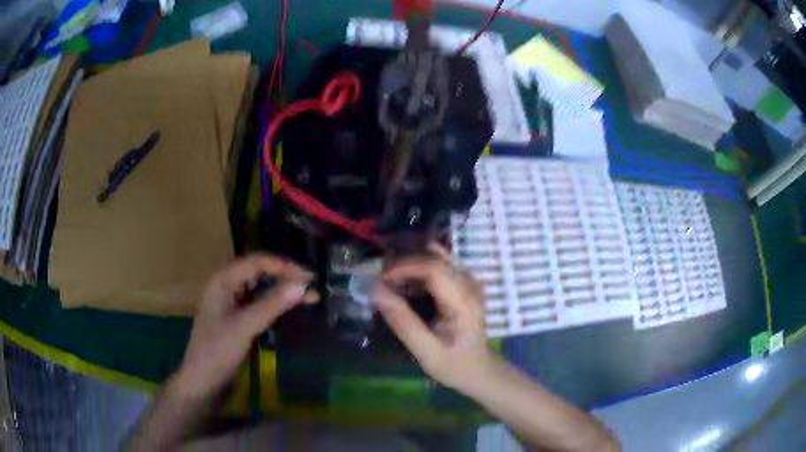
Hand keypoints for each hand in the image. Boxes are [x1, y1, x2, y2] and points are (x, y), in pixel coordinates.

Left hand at [172, 254, 311, 399]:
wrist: (202, 381)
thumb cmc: (217, 351)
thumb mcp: (244, 327)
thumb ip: (272, 305)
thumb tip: (303, 285)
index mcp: (222, 280)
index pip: (257, 262)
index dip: (284, 267)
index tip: (310, 278)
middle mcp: (226, 285)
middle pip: (259, 272)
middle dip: (285, 277)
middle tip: (313, 287)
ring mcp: (231, 301)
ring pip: (260, 287)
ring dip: (282, 290)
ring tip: (308, 297)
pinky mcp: (237, 317)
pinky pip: (259, 303)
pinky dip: (275, 304)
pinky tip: (290, 309)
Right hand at [373, 249, 497, 393]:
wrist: (479, 371)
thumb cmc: (453, 365)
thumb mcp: (426, 351)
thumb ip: (403, 322)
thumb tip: (377, 292)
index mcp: (464, 304)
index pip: (435, 269)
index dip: (406, 267)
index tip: (381, 279)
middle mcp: (471, 287)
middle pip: (437, 259)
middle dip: (406, 263)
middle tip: (382, 278)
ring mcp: (472, 284)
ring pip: (441, 258)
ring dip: (414, 262)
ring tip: (392, 276)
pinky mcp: (468, 286)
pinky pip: (445, 265)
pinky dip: (423, 266)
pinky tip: (410, 279)